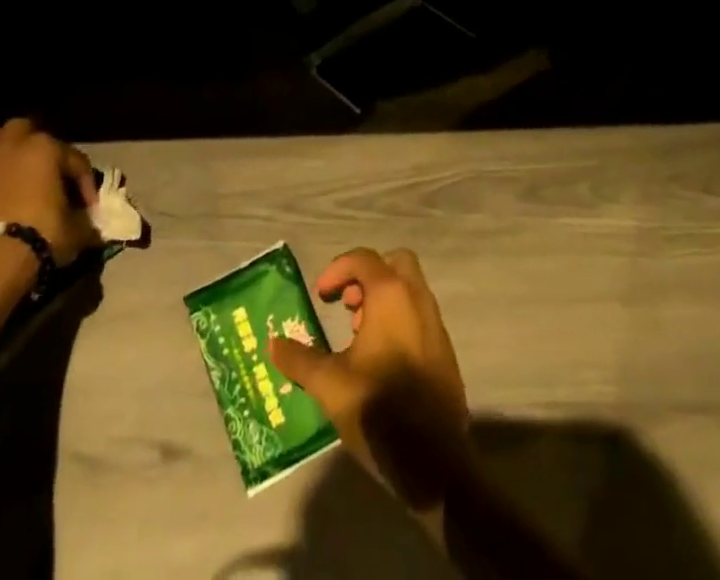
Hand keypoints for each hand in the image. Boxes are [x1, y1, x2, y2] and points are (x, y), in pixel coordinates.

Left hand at [0, 118, 100, 265]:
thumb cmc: (40, 234)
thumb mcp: (75, 231)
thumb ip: (85, 222)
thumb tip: (89, 226)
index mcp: (46, 147)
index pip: (76, 159)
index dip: (86, 183)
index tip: (90, 208)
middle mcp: (13, 145)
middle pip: (27, 132)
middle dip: (40, 149)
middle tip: (50, 175)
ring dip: (10, 155)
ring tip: (22, 179)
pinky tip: (0, 203)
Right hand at [269, 247, 469, 512]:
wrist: (433, 461)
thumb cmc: (378, 409)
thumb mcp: (329, 384)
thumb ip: (300, 359)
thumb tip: (273, 343)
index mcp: (391, 295)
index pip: (363, 258)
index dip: (337, 269)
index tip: (321, 296)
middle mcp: (418, 300)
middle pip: (395, 263)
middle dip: (368, 276)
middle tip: (348, 305)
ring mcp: (436, 326)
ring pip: (410, 291)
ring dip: (384, 300)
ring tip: (358, 337)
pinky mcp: (445, 353)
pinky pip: (420, 318)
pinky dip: (399, 322)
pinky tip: (381, 361)